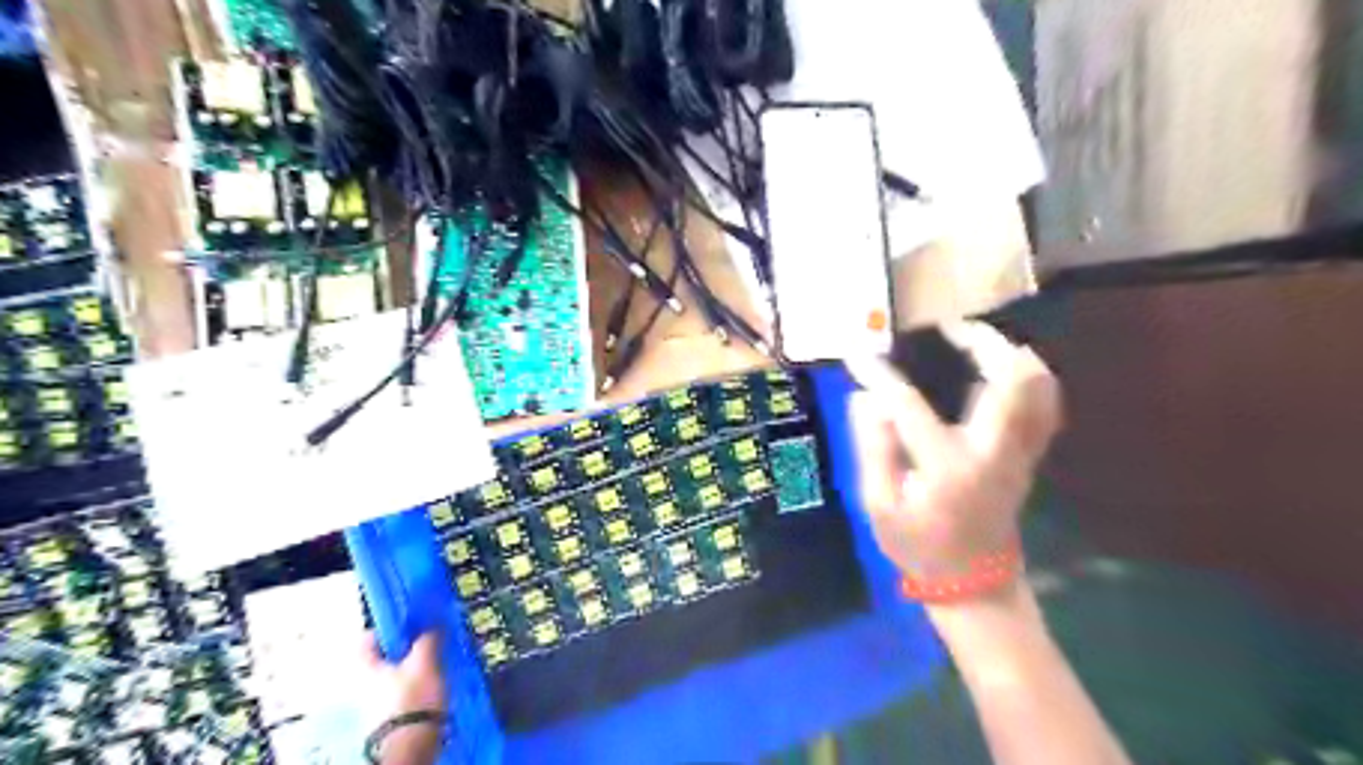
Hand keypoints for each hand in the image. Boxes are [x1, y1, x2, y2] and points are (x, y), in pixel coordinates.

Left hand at [360, 631, 446, 764]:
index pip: (370, 636)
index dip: (391, 626)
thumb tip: (432, 625)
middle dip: (408, 647)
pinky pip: (404, 690)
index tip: (414, 621)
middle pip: (385, 655)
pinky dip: (419, 684)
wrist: (410, 746)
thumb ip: (428, 639)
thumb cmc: (411, 698)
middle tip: (432, 639)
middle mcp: (363, 682)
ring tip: (440, 660)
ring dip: (417, 665)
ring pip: (397, 673)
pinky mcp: (389, 716)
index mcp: (364, 665)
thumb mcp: (424, 661)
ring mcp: (374, 702)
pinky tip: (437, 683)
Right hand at [842, 322, 1064, 585]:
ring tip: (976, 341)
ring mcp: (1019, 452)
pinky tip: (1000, 371)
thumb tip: (867, 399)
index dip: (880, 377)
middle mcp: (992, 451)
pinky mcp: (1028, 456)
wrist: (974, 584)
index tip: (858, 356)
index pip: (908, 405)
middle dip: (983, 342)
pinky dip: (1027, 378)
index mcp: (947, 466)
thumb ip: (872, 449)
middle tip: (950, 328)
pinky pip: (1044, 405)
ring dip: (1011, 355)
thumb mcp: (878, 506)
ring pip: (1038, 388)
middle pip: (1009, 380)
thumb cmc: (919, 546)